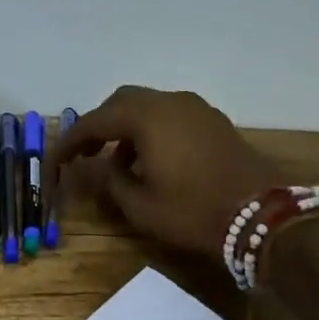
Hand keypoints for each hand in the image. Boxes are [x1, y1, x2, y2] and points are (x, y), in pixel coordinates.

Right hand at [47, 86, 281, 258]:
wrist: (262, 217)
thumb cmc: (193, 212)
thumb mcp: (140, 206)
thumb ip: (111, 182)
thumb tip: (100, 168)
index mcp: (147, 118)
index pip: (95, 121)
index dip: (70, 141)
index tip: (55, 160)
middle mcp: (171, 102)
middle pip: (122, 102)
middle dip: (99, 126)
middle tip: (84, 154)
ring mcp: (197, 109)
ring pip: (149, 107)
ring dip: (127, 129)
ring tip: (118, 163)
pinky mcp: (214, 123)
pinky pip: (171, 117)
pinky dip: (152, 131)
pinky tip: (152, 161)